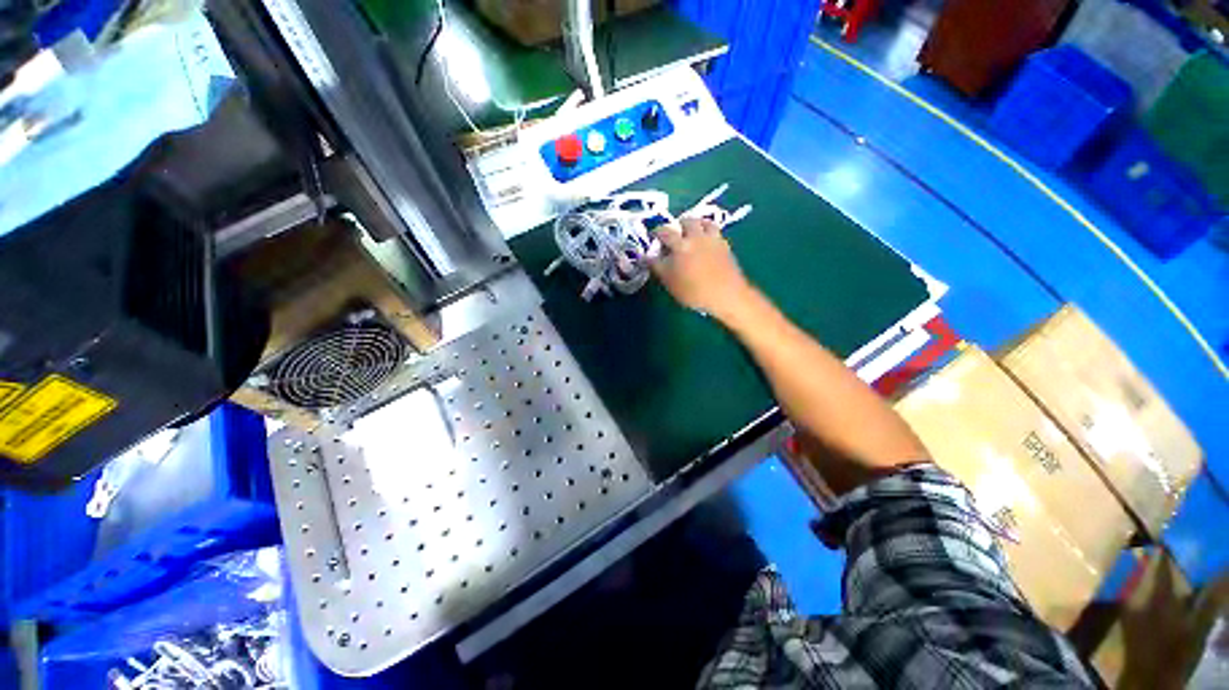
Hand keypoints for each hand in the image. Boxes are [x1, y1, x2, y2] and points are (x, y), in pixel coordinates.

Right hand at [651, 217, 755, 322]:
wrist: (726, 295)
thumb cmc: (693, 291)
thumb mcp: (669, 281)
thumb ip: (657, 266)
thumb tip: (647, 256)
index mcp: (680, 244)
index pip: (664, 231)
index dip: (656, 232)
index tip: (653, 237)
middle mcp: (697, 236)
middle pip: (687, 221)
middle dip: (679, 225)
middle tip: (675, 234)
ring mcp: (713, 239)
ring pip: (705, 222)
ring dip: (697, 224)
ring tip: (693, 234)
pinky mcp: (726, 246)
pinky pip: (716, 233)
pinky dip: (709, 234)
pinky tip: (707, 243)